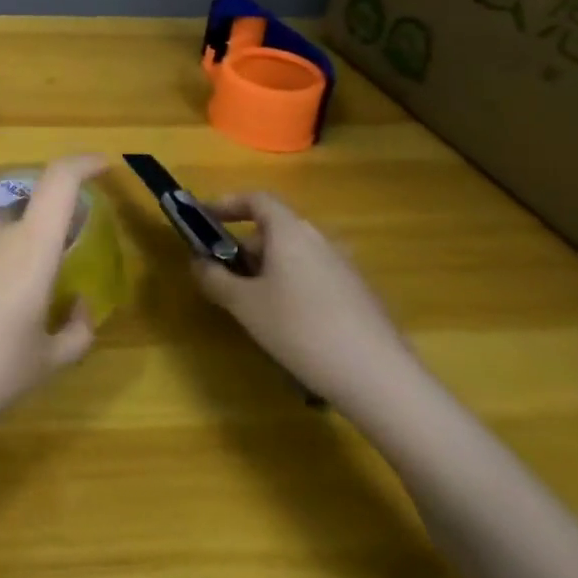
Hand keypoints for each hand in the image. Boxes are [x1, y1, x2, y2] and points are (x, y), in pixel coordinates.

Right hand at [192, 191, 424, 414]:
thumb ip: (215, 278)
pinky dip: (294, 288)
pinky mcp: (362, 295)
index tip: (205, 219)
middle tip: (225, 277)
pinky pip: (316, 278)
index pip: (257, 199)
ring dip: (269, 271)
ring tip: (255, 307)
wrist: (379, 378)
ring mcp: (346, 267)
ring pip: (296, 256)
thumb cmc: (300, 330)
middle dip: (245, 248)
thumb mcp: (244, 305)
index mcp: (290, 232)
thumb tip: (198, 262)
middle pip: (275, 230)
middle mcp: (320, 240)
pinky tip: (292, 328)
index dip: (228, 204)